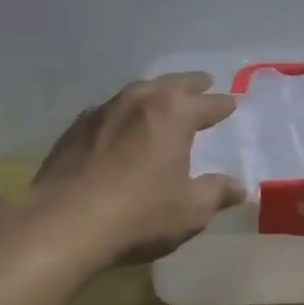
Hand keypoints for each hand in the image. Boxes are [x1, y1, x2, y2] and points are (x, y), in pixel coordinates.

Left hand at [35, 73, 246, 266]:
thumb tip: (239, 187)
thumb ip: (216, 192)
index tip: (232, 103)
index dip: (222, 105)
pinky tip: (121, 125)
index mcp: (174, 114)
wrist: (64, 223)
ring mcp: (103, 111)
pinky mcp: (76, 128)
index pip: (207, 103)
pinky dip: (124, 113)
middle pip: (172, 84)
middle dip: (191, 84)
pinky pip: (109, 111)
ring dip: (155, 93)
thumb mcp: (190, 210)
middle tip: (204, 82)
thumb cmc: (139, 214)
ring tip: (163, 98)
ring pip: (137, 92)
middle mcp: (139, 101)